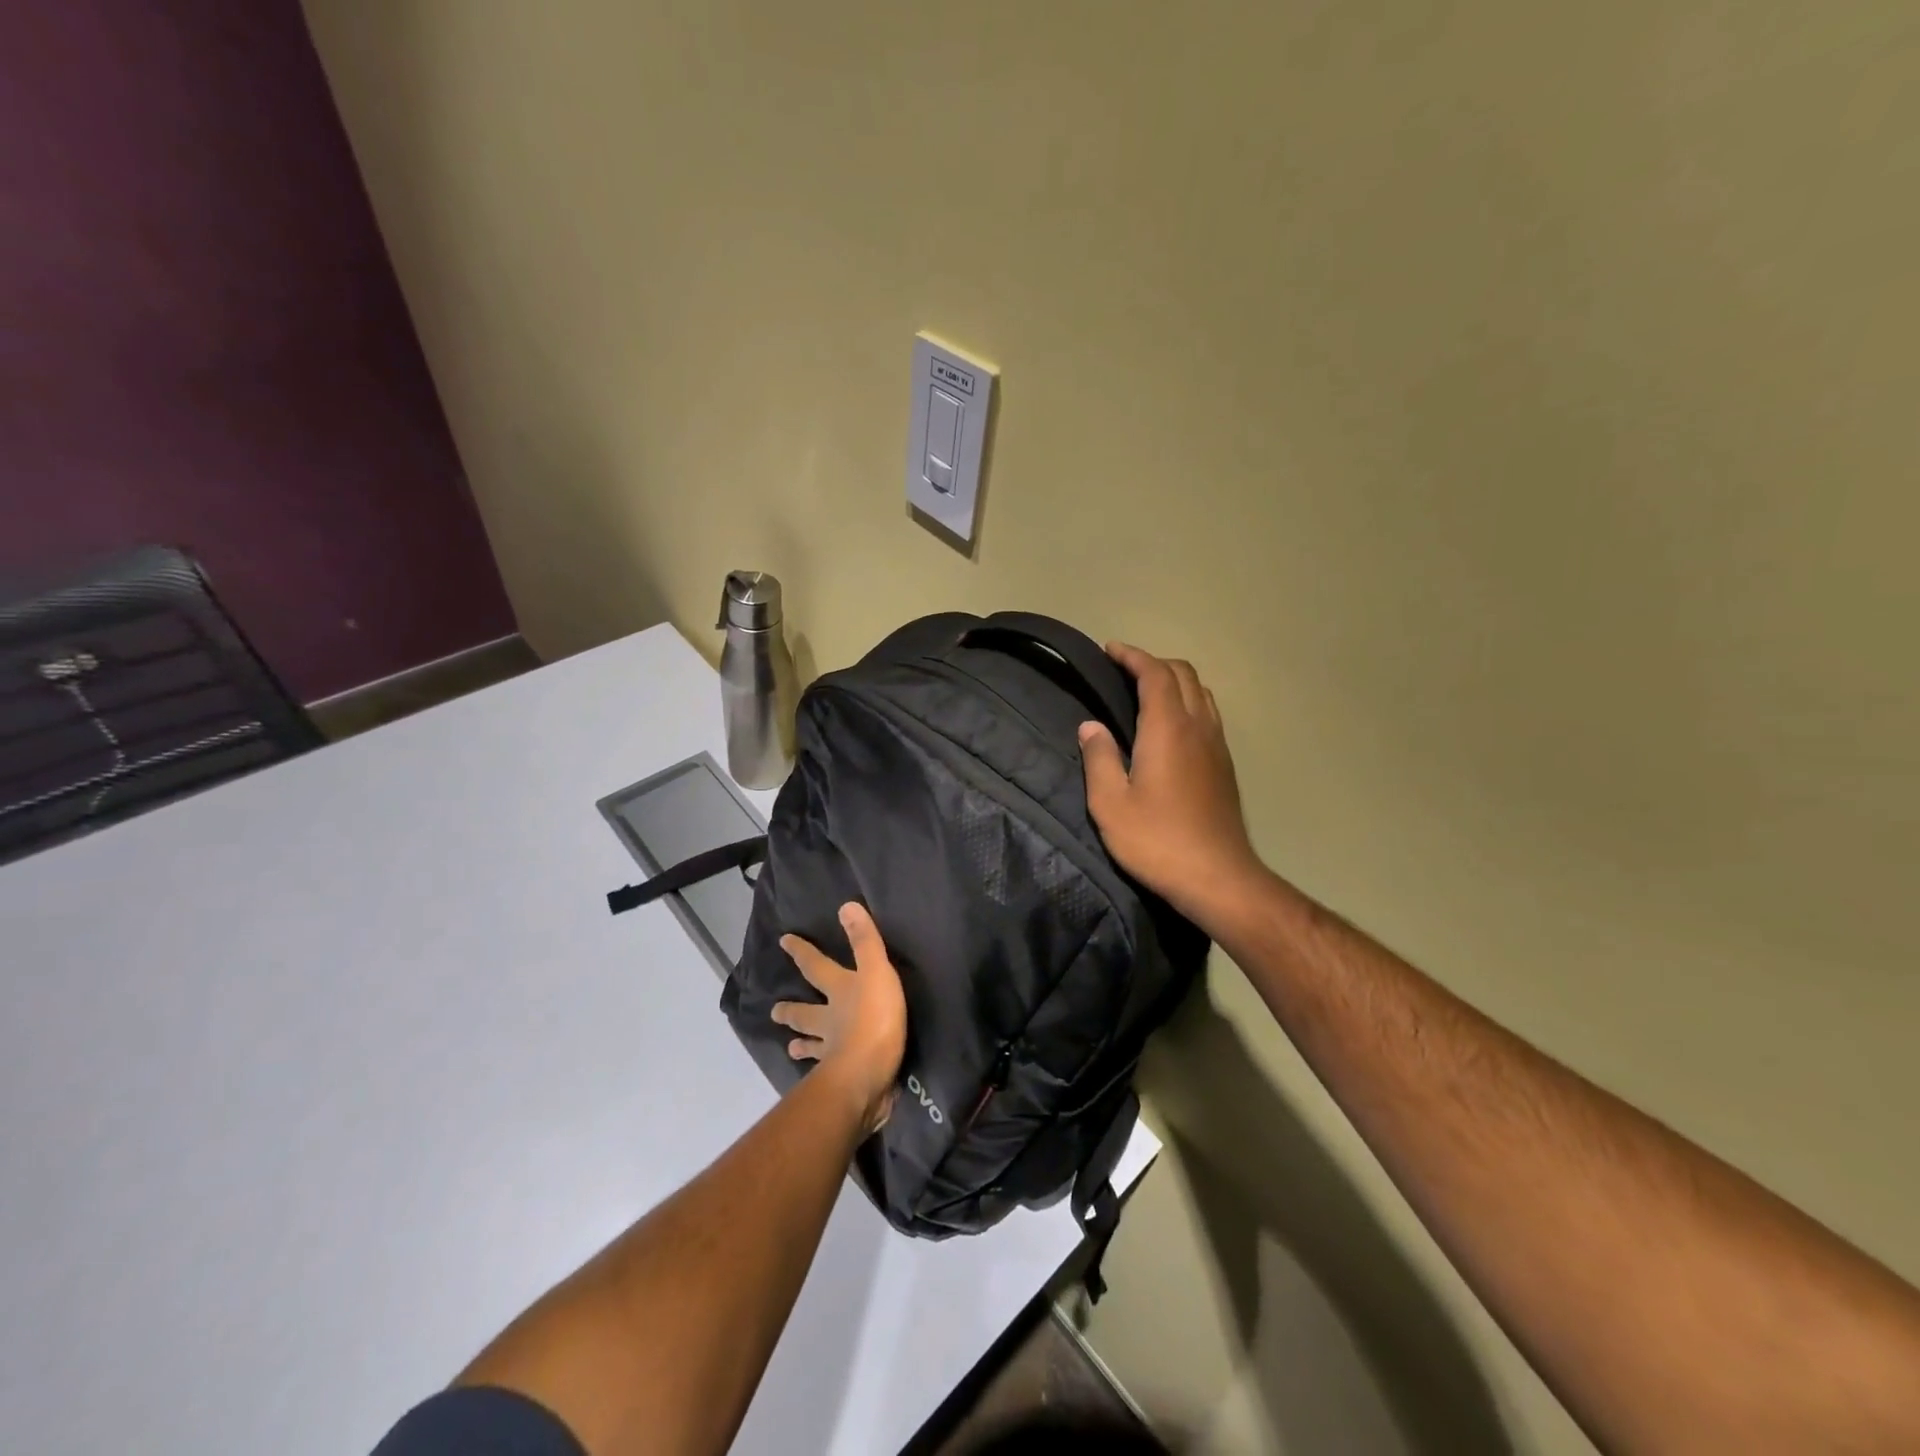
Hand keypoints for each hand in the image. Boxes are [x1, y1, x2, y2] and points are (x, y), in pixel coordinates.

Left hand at [772, 903, 907, 1133]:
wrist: (867, 1075)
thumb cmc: (874, 1018)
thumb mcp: (876, 972)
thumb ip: (865, 941)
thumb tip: (846, 906)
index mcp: (839, 990)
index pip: (816, 966)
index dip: (802, 952)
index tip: (783, 941)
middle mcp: (830, 1019)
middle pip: (806, 1012)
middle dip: (791, 1010)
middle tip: (774, 1011)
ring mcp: (832, 1051)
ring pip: (813, 1044)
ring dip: (802, 1044)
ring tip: (791, 1048)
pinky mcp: (842, 1077)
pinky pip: (828, 1071)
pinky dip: (823, 1070)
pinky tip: (820, 1076)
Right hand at [1079, 643, 1265, 931]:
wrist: (1218, 877)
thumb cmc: (1157, 840)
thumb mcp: (1110, 804)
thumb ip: (1099, 758)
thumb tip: (1090, 726)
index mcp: (1169, 728)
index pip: (1155, 674)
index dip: (1133, 656)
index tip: (1110, 650)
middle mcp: (1199, 727)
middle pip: (1183, 674)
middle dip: (1153, 663)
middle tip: (1123, 671)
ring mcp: (1217, 745)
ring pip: (1201, 692)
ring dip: (1174, 681)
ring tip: (1146, 693)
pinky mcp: (1225, 765)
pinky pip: (1208, 714)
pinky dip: (1188, 702)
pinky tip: (1170, 727)